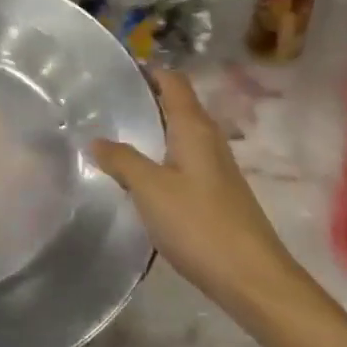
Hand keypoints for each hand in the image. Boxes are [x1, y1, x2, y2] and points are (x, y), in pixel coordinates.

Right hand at [89, 69, 310, 337]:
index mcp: (194, 128)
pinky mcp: (215, 192)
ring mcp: (214, 167)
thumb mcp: (150, 189)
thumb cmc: (199, 224)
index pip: (173, 81)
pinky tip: (137, 174)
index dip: (147, 70)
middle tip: (102, 101)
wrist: (252, 277)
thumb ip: (122, 160)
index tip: (114, 68)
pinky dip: (158, 156)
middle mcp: (208, 139)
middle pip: (176, 104)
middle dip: (144, 98)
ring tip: (111, 133)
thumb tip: (95, 140)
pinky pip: (181, 159)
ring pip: (178, 134)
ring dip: (150, 129)